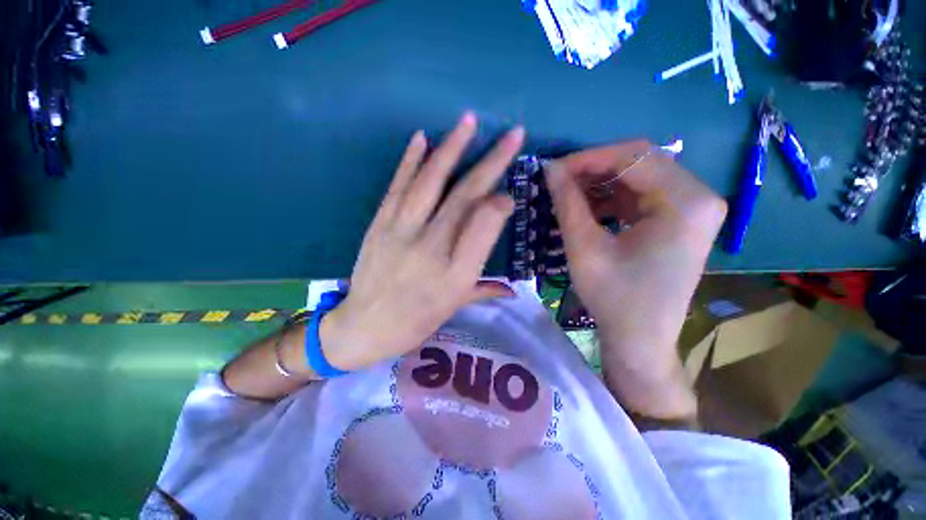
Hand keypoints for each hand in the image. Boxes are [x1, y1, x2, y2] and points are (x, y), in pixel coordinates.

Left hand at [321, 113, 524, 370]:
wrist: (362, 327)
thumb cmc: (415, 321)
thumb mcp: (454, 308)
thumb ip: (484, 289)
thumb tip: (513, 284)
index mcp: (455, 275)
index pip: (483, 228)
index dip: (500, 204)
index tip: (511, 193)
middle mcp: (431, 249)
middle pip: (463, 198)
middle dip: (491, 163)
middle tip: (512, 135)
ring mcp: (401, 232)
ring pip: (430, 183)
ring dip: (451, 149)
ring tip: (469, 120)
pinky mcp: (380, 224)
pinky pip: (398, 187)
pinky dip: (410, 160)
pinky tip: (423, 137)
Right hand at [545, 141, 725, 420]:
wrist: (641, 340)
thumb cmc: (614, 298)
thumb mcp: (584, 248)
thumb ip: (567, 202)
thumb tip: (549, 168)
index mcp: (686, 202)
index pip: (633, 156)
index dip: (588, 158)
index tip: (554, 169)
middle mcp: (699, 197)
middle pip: (641, 161)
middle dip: (594, 168)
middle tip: (559, 180)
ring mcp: (692, 209)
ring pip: (640, 176)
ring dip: (601, 182)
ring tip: (569, 194)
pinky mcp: (680, 220)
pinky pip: (643, 194)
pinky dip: (612, 196)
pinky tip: (588, 208)